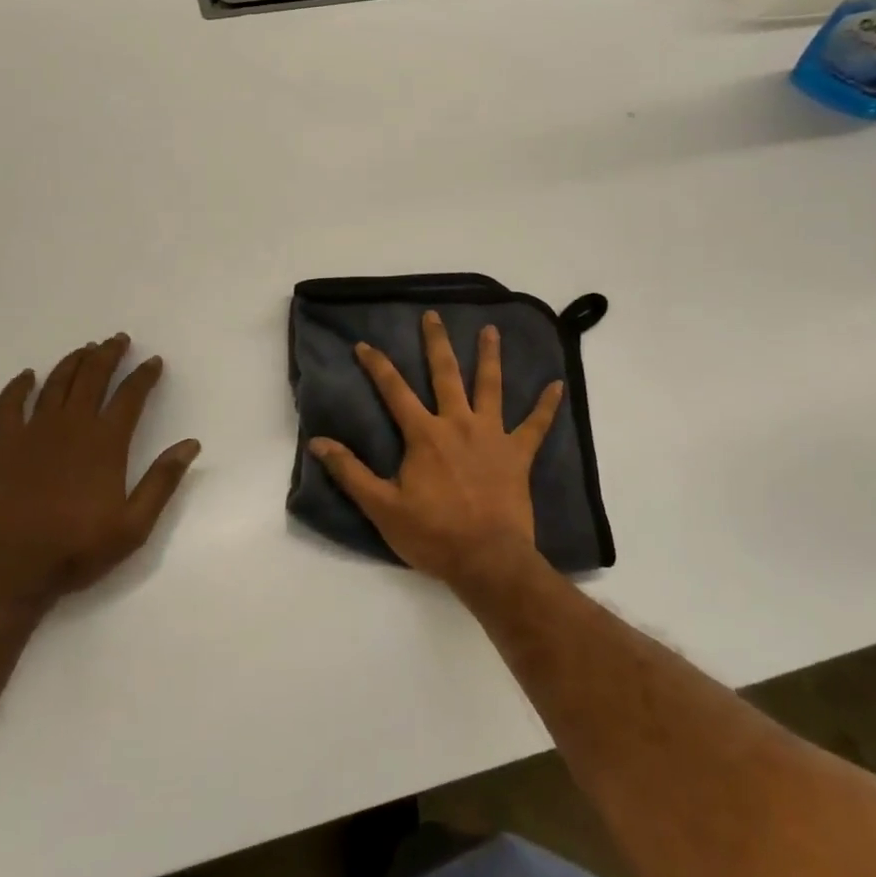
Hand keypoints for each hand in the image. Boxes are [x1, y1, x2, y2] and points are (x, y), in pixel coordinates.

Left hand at [0, 334, 199, 610]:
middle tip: (119, 339)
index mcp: (106, 444)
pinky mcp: (5, 446)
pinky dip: (17, 387)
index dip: (144, 375)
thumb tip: (190, 444)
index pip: (130, 396)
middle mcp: (72, 427)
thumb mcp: (134, 525)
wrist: (14, 570)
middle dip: (108, 355)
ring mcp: (35, 433)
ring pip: (56, 384)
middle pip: (92, 378)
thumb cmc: (78, 549)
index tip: (154, 361)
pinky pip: (9, 406)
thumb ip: (162, 481)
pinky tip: (27, 376)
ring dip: (73, 362)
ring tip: (86, 348)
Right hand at [308, 310, 563, 588]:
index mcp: (424, 434)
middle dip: (436, 343)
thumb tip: (317, 442)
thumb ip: (350, 471)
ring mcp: (492, 436)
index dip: (377, 365)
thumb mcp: (381, 506)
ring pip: (491, 387)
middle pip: (445, 374)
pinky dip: (547, 406)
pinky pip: (536, 426)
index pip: (394, 390)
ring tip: (491, 329)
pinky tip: (558, 385)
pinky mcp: (518, 454)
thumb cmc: (432, 534)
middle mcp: (458, 424)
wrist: (487, 560)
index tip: (364, 344)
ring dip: (490, 357)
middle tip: (433, 316)